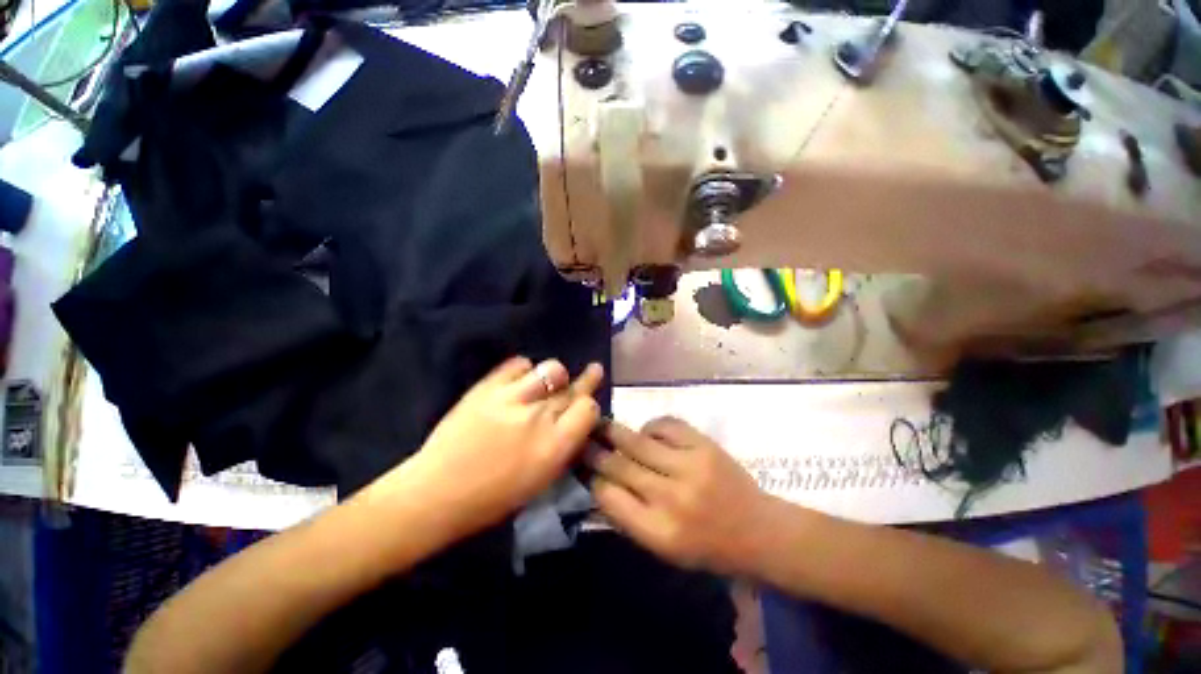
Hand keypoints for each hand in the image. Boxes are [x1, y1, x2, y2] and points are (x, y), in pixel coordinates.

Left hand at [373, 357, 602, 540]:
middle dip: (587, 380)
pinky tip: (523, 377)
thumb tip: (574, 422)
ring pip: (552, 369)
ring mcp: (513, 398)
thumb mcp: (540, 480)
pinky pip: (518, 364)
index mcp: (554, 446)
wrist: (436, 492)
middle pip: (573, 388)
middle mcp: (539, 417)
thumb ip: (563, 446)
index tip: (585, 408)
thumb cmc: (492, 499)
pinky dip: (525, 369)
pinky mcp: (488, 387)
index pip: (588, 408)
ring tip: (553, 378)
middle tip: (593, 371)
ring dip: (556, 374)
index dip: (590, 406)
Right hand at [588, 417, 774, 574]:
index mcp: (658, 531)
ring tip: (601, 424)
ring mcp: (689, 466)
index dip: (592, 480)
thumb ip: (629, 518)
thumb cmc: (708, 548)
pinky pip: (665, 425)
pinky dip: (651, 426)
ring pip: (638, 441)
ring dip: (615, 432)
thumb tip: (599, 485)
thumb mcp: (664, 550)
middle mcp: (671, 497)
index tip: (582, 468)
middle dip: (594, 451)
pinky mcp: (704, 445)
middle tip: (580, 438)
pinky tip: (647, 432)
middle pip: (619, 465)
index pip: (609, 498)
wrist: (759, 531)